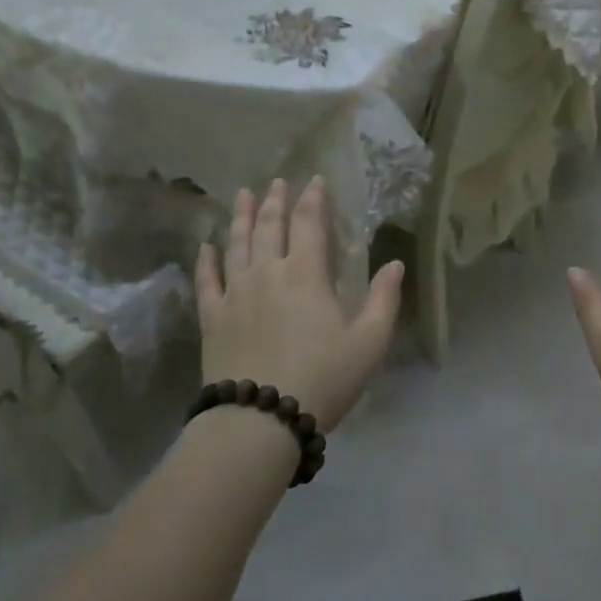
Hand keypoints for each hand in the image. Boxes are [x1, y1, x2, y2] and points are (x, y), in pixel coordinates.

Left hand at [194, 177, 402, 431]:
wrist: (260, 419)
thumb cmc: (322, 379)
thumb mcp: (369, 343)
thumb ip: (384, 300)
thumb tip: (395, 263)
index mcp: (306, 274)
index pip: (309, 223)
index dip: (313, 199)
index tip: (314, 180)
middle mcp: (267, 273)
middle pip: (269, 226)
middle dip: (275, 201)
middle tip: (276, 181)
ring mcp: (235, 293)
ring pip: (236, 244)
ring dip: (241, 217)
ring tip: (242, 195)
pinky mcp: (212, 317)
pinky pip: (206, 280)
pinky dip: (206, 260)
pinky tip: (206, 246)